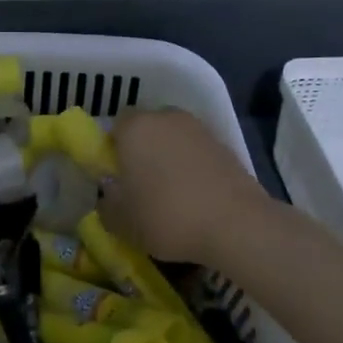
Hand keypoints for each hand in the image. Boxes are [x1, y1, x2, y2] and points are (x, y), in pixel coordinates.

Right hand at [98, 109, 269, 268]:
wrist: (235, 224)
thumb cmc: (166, 216)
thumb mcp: (122, 222)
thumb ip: (107, 205)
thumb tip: (108, 196)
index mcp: (135, 128)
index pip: (115, 126)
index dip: (113, 149)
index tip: (117, 175)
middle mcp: (166, 118)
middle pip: (147, 128)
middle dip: (143, 150)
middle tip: (141, 184)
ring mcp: (199, 130)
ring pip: (174, 139)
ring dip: (170, 158)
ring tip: (172, 193)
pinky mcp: (225, 146)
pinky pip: (198, 153)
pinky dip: (194, 168)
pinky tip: (196, 198)